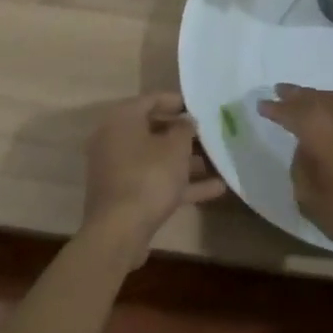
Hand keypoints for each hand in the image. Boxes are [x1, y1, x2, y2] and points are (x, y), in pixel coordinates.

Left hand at [82, 92, 226, 255]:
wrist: (118, 233)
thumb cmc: (148, 177)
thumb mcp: (175, 148)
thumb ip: (185, 129)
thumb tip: (186, 121)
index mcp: (122, 120)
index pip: (151, 99)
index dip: (177, 101)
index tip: (199, 106)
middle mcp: (115, 141)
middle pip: (153, 130)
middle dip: (183, 134)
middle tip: (208, 133)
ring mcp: (118, 170)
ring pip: (156, 158)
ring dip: (185, 161)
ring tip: (217, 161)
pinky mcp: (125, 196)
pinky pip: (155, 182)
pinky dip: (180, 184)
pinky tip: (215, 189)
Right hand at [256, 83, 332, 253]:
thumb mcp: (313, 202)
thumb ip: (302, 173)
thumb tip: (305, 154)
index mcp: (317, 129)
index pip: (290, 112)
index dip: (275, 108)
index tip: (262, 104)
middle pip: (314, 98)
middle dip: (296, 94)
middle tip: (282, 89)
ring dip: (322, 98)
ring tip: (312, 99)